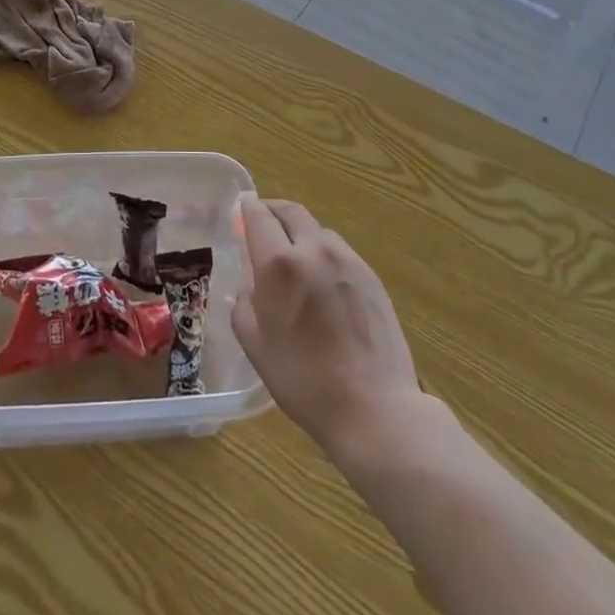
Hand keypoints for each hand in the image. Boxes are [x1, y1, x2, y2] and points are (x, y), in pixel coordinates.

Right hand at [232, 197, 427, 459]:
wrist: (373, 407)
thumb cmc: (304, 379)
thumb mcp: (256, 345)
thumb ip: (244, 305)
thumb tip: (250, 288)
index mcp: (279, 263)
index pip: (259, 216)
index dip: (247, 207)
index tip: (241, 207)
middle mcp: (314, 250)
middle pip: (292, 211)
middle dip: (274, 211)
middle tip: (263, 222)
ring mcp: (348, 261)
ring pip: (318, 231)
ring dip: (301, 233)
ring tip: (295, 258)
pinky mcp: (372, 277)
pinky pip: (340, 252)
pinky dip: (324, 254)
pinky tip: (323, 283)